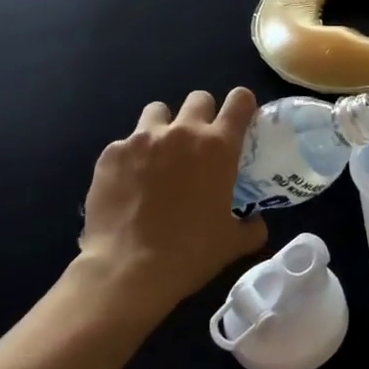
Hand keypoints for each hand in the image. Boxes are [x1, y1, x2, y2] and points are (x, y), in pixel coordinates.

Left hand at [76, 88, 268, 322]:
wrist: (128, 269)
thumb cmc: (190, 253)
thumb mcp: (232, 243)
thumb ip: (251, 226)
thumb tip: (256, 222)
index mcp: (218, 147)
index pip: (239, 100)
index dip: (242, 105)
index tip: (240, 120)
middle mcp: (182, 132)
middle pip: (198, 98)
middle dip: (202, 115)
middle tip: (198, 144)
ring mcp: (142, 138)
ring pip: (157, 111)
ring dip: (164, 127)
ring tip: (159, 156)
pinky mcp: (112, 152)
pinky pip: (125, 143)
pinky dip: (131, 157)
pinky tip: (128, 185)